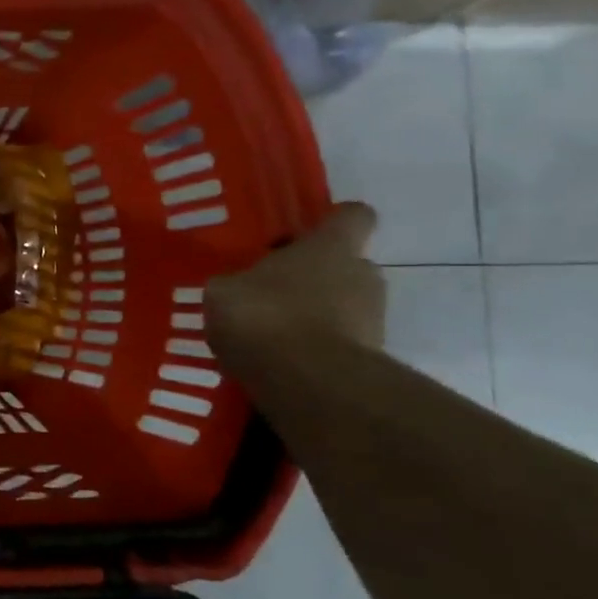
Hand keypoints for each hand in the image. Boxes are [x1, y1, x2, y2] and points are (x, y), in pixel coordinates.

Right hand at [205, 202, 385, 363]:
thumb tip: (239, 288)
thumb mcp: (223, 291)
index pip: (353, 215)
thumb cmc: (265, 316)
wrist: (308, 383)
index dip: (333, 221)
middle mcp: (363, 274)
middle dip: (314, 278)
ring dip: (313, 317)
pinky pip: (337, 345)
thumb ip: (237, 283)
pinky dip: (313, 351)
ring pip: (343, 307)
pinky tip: (277, 364)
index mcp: (331, 247)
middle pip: (346, 266)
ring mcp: (374, 320)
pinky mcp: (370, 360)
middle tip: (271, 294)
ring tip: (269, 337)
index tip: (306, 234)